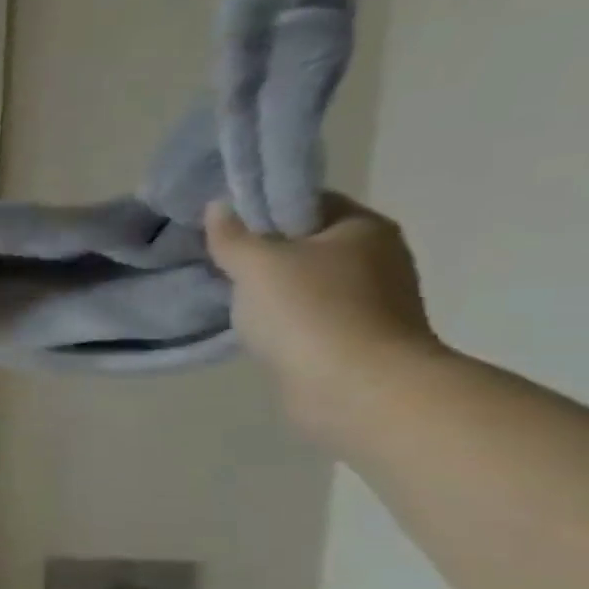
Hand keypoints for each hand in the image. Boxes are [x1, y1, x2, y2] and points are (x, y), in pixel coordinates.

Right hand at [206, 196, 441, 441]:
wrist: (355, 387)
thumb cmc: (309, 312)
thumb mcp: (257, 264)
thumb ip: (232, 236)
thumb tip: (219, 207)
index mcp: (362, 227)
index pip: (305, 202)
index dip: (260, 208)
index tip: (218, 224)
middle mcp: (375, 256)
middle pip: (305, 242)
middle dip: (261, 250)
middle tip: (212, 259)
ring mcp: (370, 299)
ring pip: (304, 281)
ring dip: (268, 287)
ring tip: (224, 294)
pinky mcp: (355, 336)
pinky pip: (307, 314)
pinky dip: (279, 316)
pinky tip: (250, 325)